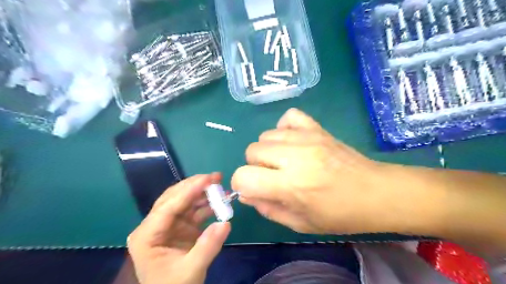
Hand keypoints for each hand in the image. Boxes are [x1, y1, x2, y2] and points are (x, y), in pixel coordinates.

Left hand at [127, 173, 230, 283]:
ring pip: (185, 201)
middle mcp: (155, 225)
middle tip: (216, 177)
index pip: (167, 206)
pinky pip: (194, 210)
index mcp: (146, 235)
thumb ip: (207, 247)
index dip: (188, 191)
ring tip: (221, 186)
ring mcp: (168, 225)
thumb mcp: (191, 271)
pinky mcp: (180, 227)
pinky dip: (207, 205)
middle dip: (195, 186)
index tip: (207, 179)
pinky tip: (220, 202)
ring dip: (203, 193)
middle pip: (174, 198)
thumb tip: (226, 223)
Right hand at [231, 109, 412, 234]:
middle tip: (273, 177)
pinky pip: (289, 117)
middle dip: (255, 167)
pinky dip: (284, 128)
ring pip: (266, 135)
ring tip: (284, 161)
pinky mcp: (317, 128)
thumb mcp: (300, 223)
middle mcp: (295, 156)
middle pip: (252, 151)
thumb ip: (267, 209)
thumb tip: (246, 194)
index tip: (252, 190)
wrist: (377, 192)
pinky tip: (292, 142)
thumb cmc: (340, 215)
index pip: (244, 176)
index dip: (241, 185)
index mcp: (291, 185)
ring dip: (268, 150)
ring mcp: (307, 137)